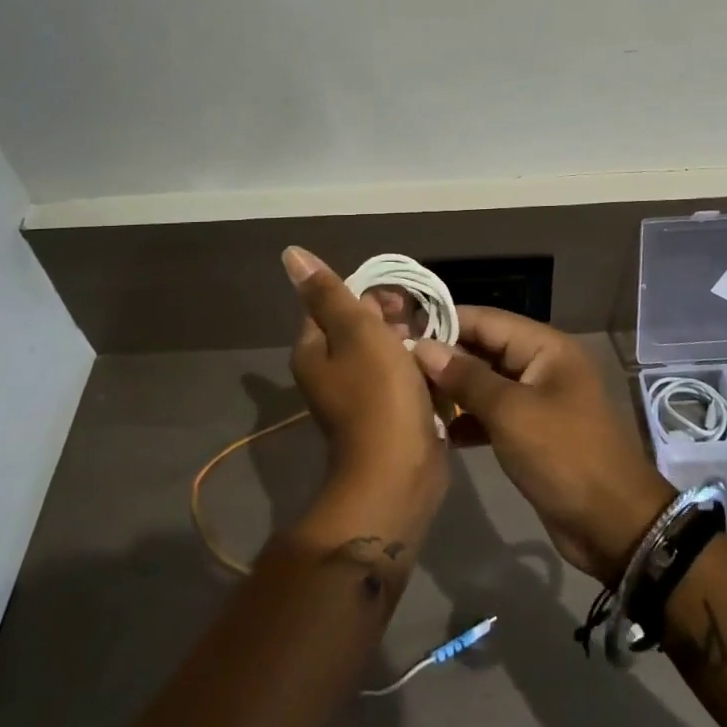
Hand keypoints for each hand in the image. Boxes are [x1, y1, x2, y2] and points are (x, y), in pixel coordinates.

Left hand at [282, 247, 446, 540]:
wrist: (399, 473)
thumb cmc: (378, 394)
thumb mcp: (355, 331)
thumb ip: (328, 293)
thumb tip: (291, 254)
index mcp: (313, 350)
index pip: (335, 302)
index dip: (368, 295)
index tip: (398, 304)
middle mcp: (329, 371)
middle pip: (361, 325)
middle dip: (392, 320)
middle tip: (417, 328)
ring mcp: (357, 394)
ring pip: (385, 351)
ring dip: (409, 344)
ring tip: (432, 348)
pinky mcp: (384, 413)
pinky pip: (399, 377)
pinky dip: (416, 370)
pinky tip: (435, 371)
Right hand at [413, 308, 674, 584]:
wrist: (614, 526)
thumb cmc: (564, 456)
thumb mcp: (511, 413)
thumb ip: (466, 377)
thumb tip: (423, 347)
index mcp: (546, 347)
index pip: (486, 320)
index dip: (445, 321)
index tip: (401, 328)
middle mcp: (542, 365)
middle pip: (485, 348)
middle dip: (445, 356)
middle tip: (398, 363)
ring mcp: (538, 399)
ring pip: (487, 382)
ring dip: (454, 389)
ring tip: (410, 395)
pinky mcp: (533, 432)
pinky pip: (494, 413)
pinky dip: (469, 418)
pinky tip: (439, 429)